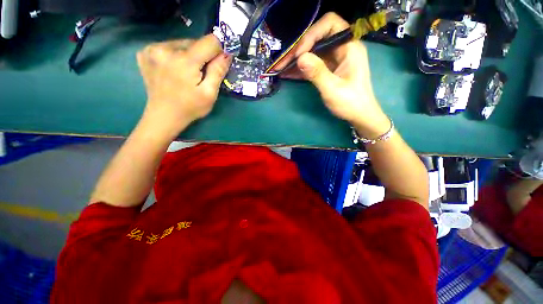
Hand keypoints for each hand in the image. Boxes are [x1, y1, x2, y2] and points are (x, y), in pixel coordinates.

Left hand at [137, 34, 231, 137]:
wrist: (164, 116)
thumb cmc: (190, 108)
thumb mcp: (209, 94)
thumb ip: (218, 72)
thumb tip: (227, 54)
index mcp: (184, 61)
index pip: (209, 41)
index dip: (218, 50)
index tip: (219, 62)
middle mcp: (165, 49)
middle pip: (194, 42)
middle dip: (203, 56)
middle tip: (201, 74)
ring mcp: (152, 49)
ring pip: (181, 44)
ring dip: (189, 55)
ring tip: (188, 73)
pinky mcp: (145, 53)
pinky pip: (168, 47)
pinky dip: (175, 56)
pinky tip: (174, 69)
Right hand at [274, 13, 389, 138]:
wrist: (359, 115)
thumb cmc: (350, 103)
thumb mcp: (333, 89)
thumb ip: (317, 73)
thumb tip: (300, 58)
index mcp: (349, 46)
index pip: (329, 24)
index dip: (311, 35)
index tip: (299, 54)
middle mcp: (341, 48)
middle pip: (317, 38)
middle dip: (298, 49)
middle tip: (282, 62)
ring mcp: (334, 58)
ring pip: (312, 52)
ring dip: (296, 60)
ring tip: (280, 69)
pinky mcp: (329, 68)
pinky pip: (312, 64)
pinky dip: (300, 69)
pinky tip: (287, 73)